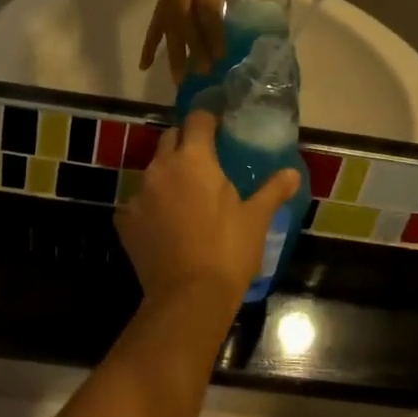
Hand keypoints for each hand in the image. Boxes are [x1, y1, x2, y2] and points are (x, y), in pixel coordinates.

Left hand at [116, 111, 301, 314]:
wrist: (188, 297)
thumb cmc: (228, 251)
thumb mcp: (256, 219)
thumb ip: (273, 190)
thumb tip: (293, 173)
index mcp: (194, 159)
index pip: (198, 120)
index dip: (208, 119)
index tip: (218, 125)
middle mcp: (161, 167)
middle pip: (170, 138)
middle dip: (186, 142)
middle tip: (204, 160)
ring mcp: (139, 193)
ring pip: (152, 170)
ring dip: (167, 175)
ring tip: (185, 195)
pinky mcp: (124, 220)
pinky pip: (138, 202)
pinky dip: (151, 206)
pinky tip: (165, 225)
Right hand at [140, 0, 245, 81]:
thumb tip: (247, 31)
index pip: (206, 6)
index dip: (213, 32)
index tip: (221, 56)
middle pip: (184, 19)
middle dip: (193, 48)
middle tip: (202, 73)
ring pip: (168, 25)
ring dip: (173, 53)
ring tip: (178, 79)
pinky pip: (154, 24)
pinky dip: (149, 45)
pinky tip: (145, 65)